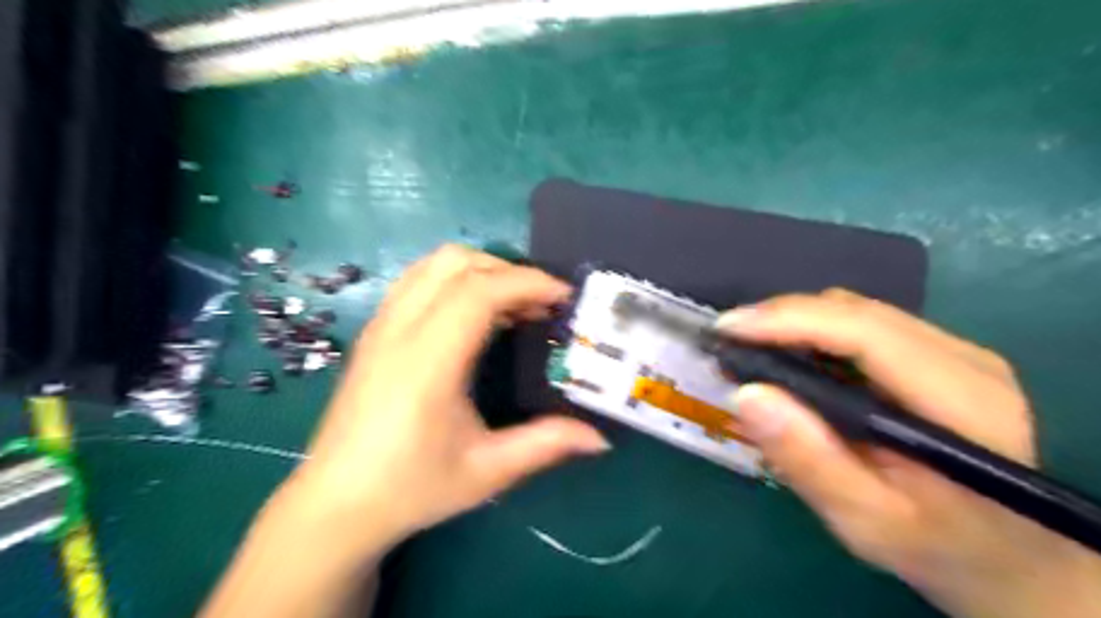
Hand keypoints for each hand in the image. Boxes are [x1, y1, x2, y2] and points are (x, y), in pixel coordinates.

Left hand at [293, 245, 609, 550]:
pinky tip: (475, 315)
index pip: (479, 292)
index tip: (564, 297)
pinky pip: (417, 280)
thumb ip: (546, 444)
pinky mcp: (374, 332)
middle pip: (456, 263)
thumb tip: (600, 438)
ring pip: (433, 264)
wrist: (336, 503)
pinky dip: (455, 280)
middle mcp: (399, 331)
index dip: (528, 283)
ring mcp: (381, 326)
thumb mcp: (486, 471)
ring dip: (481, 270)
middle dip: (509, 271)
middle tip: (541, 304)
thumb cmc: (411, 487)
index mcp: (427, 362)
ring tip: (513, 305)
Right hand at [714, 289, 1099, 617]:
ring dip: (795, 325)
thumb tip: (748, 394)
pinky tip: (790, 362)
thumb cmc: (940, 549)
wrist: (1012, 559)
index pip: (863, 332)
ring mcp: (957, 353)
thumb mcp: (867, 521)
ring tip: (751, 354)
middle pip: (855, 311)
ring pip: (856, 311)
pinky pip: (863, 327)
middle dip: (781, 320)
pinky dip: (814, 335)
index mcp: (962, 402)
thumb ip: (809, 461)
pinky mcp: (940, 357)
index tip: (726, 329)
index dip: (787, 320)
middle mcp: (966, 360)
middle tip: (729, 347)